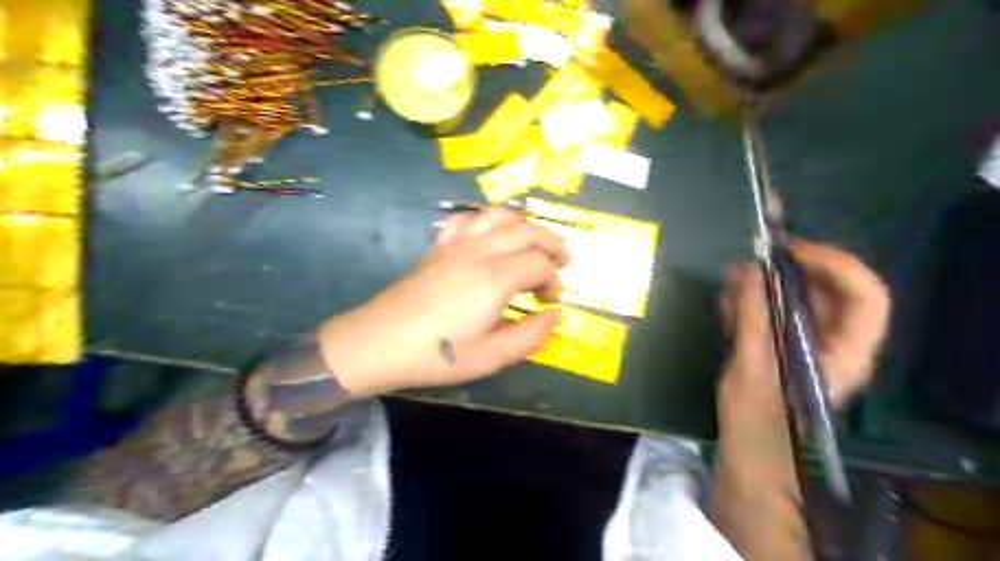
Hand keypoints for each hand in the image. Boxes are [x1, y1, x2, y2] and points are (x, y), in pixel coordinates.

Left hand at [317, 205, 570, 397]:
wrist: (378, 343)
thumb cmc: (437, 355)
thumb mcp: (491, 357)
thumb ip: (530, 335)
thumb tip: (555, 315)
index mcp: (495, 278)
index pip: (539, 264)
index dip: (554, 281)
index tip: (550, 302)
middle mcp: (478, 251)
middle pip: (526, 231)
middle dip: (551, 243)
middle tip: (563, 260)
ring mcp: (455, 245)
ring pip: (497, 215)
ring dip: (523, 224)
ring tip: (533, 241)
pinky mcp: (437, 247)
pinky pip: (465, 219)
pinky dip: (484, 221)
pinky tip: (487, 237)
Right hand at [719, 242, 889, 446]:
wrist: (750, 459)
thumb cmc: (758, 421)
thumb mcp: (753, 365)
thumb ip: (753, 316)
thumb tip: (750, 270)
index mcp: (845, 352)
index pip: (865, 296)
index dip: (835, 265)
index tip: (790, 252)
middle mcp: (835, 345)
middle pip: (829, 294)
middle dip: (791, 271)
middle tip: (754, 261)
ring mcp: (809, 348)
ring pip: (799, 303)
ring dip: (767, 287)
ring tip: (732, 281)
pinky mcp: (785, 351)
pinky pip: (777, 316)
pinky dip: (754, 305)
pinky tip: (727, 303)